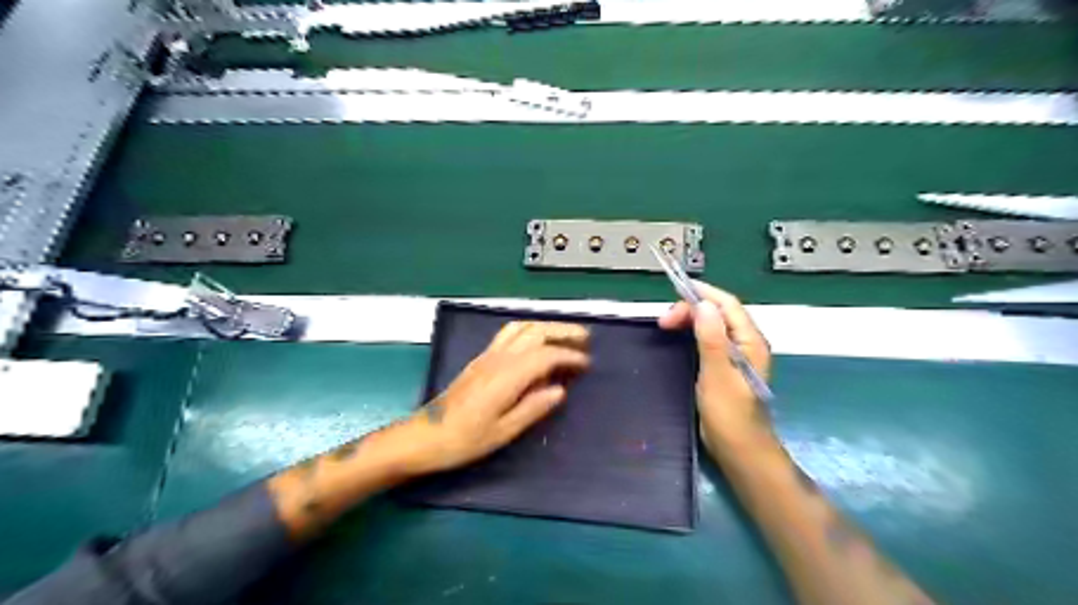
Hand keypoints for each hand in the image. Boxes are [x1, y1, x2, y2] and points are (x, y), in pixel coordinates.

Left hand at [408, 322, 587, 475]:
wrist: (425, 436)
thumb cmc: (464, 440)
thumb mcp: (503, 432)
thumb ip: (533, 408)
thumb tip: (560, 390)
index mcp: (507, 376)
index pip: (545, 355)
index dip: (569, 356)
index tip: (587, 364)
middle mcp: (498, 358)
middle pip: (535, 331)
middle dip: (562, 332)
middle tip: (585, 339)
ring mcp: (487, 355)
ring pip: (521, 327)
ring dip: (545, 327)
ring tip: (564, 336)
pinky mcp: (480, 359)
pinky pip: (509, 333)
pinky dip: (529, 331)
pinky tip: (536, 343)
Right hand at [656, 281, 773, 449]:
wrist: (740, 451)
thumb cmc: (731, 415)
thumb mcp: (718, 374)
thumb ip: (712, 338)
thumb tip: (704, 304)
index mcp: (750, 341)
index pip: (727, 305)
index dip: (703, 293)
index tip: (675, 290)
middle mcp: (744, 344)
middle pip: (718, 313)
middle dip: (691, 309)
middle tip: (664, 322)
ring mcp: (734, 356)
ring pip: (711, 326)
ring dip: (690, 321)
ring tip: (666, 326)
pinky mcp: (722, 368)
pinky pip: (707, 340)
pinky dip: (691, 334)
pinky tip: (677, 339)